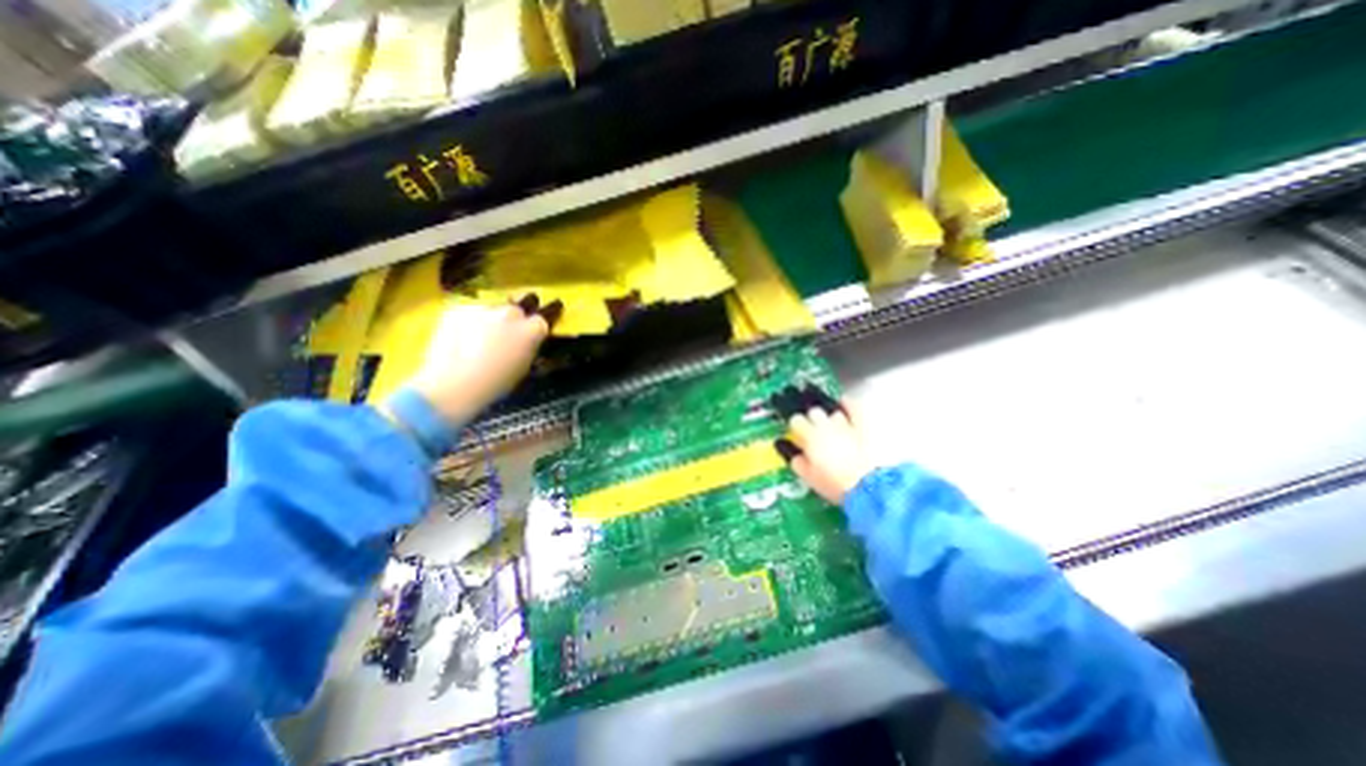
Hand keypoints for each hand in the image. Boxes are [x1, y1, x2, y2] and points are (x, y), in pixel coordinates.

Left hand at [401, 294, 559, 423]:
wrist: (453, 383)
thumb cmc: (496, 383)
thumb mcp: (523, 367)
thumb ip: (529, 347)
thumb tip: (527, 340)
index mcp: (532, 329)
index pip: (547, 314)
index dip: (546, 317)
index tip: (546, 316)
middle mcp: (511, 312)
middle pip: (518, 308)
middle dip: (517, 317)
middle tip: (509, 332)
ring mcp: (484, 308)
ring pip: (492, 310)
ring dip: (491, 320)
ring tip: (480, 338)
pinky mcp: (458, 309)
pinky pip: (469, 313)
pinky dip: (469, 323)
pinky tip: (461, 339)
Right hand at [777, 399, 875, 506]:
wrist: (868, 487)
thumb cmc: (834, 483)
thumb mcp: (808, 477)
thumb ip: (796, 460)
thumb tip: (787, 449)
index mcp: (810, 436)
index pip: (796, 420)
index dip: (796, 425)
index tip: (797, 431)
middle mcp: (826, 426)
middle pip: (814, 412)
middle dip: (812, 419)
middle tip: (814, 430)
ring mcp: (845, 424)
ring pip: (832, 411)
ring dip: (830, 417)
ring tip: (831, 424)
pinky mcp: (862, 426)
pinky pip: (853, 407)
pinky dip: (847, 403)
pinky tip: (844, 403)